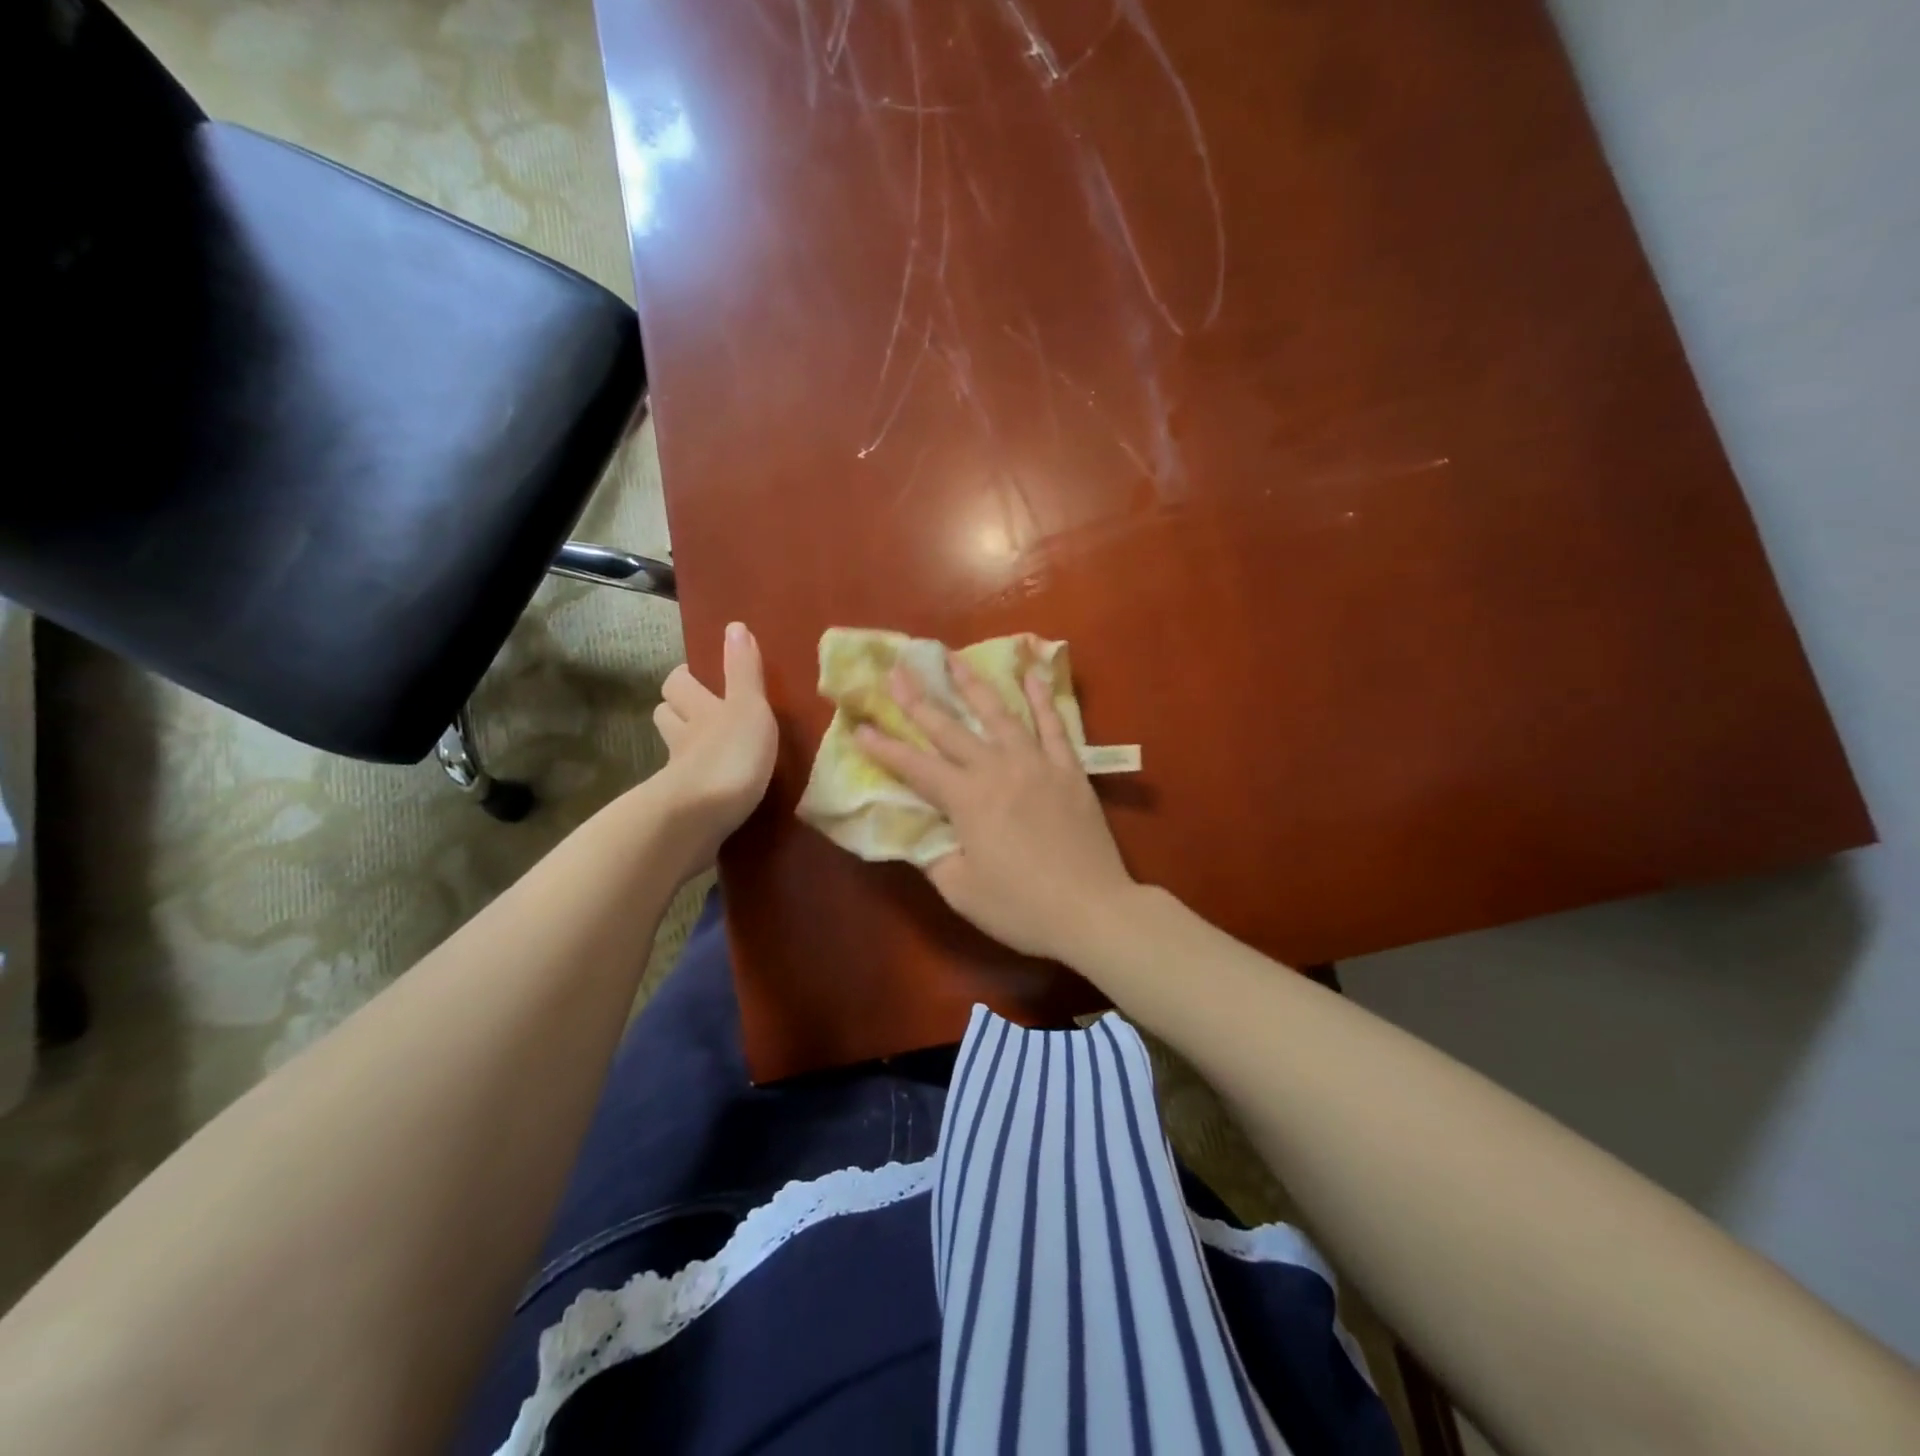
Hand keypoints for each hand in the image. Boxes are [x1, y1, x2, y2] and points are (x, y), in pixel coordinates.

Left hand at [652, 623, 777, 873]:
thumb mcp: (748, 707)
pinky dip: (696, 785)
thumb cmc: (731, 756)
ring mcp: (679, 775)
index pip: (678, 683)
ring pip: (675, 752)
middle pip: (666, 715)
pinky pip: (687, 788)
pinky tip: (714, 791)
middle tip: (702, 713)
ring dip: (687, 747)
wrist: (700, 819)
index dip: (686, 677)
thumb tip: (734, 625)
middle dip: (678, 710)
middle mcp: (683, 738)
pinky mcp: (684, 809)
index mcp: (699, 710)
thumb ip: (744, 671)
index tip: (701, 676)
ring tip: (710, 749)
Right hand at [855, 654, 1136, 962]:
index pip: (915, 768)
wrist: (1092, 910)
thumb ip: (933, 856)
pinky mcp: (1070, 770)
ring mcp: (1037, 764)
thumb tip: (918, 832)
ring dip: (973, 685)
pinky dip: (1041, 698)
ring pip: (999, 715)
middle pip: (950, 729)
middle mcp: (998, 770)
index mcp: (967, 800)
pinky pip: (1054, 725)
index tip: (860, 727)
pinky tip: (1030, 675)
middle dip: (919, 700)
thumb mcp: (961, 890)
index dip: (885, 748)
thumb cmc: (1021, 907)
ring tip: (954, 658)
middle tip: (897, 671)